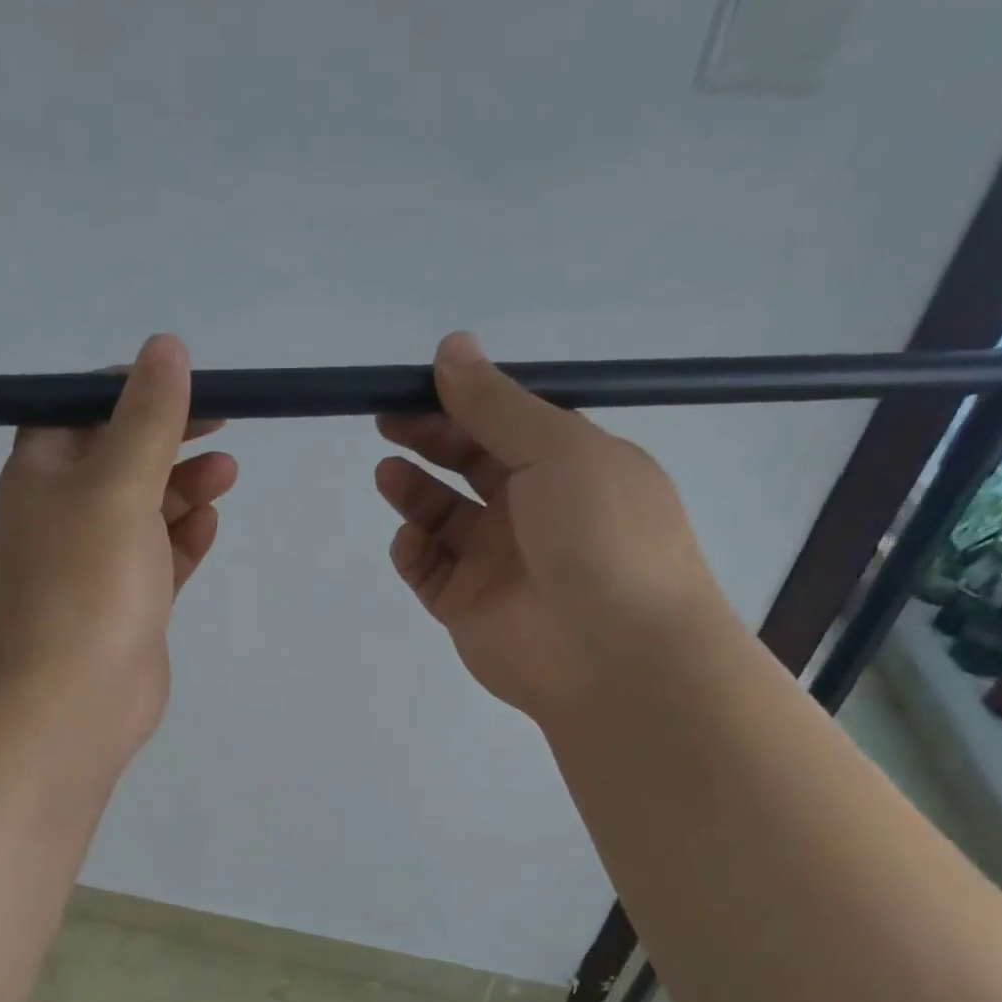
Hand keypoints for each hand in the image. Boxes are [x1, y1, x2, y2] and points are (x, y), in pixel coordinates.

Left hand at [0, 334, 236, 756]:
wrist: (72, 701)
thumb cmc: (87, 583)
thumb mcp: (117, 485)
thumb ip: (147, 419)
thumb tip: (166, 348)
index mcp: (41, 475)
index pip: (80, 411)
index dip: (130, 391)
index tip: (185, 383)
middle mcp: (62, 515)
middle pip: (119, 459)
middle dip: (169, 440)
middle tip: (224, 427)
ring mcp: (94, 566)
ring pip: (144, 512)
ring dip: (184, 489)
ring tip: (229, 474)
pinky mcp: (126, 606)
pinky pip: (157, 560)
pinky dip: (183, 539)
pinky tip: (211, 525)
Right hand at [376, 332, 731, 723]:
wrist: (614, 655)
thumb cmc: (601, 535)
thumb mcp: (558, 450)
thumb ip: (497, 405)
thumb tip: (451, 346)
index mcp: (569, 466)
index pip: (506, 424)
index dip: (463, 402)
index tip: (418, 384)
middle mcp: (532, 511)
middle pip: (469, 465)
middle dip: (430, 440)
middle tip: (388, 422)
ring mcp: (497, 562)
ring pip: (443, 518)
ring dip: (414, 491)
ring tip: (388, 473)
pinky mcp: (466, 607)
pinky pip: (429, 570)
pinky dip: (414, 550)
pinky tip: (411, 539)